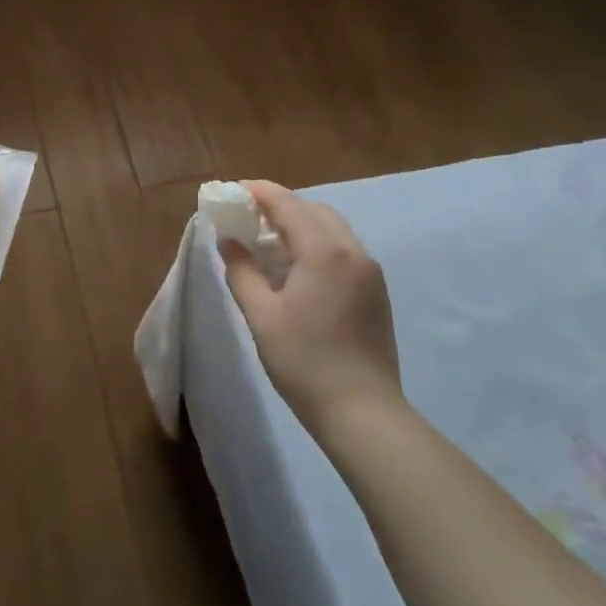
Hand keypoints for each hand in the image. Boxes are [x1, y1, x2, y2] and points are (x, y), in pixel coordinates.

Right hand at [221, 181, 401, 427]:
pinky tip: (297, 271)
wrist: (363, 413)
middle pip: (313, 210)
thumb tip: (228, 241)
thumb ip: (241, 270)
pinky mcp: (376, 292)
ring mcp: (370, 272)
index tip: (232, 191)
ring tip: (269, 245)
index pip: (287, 204)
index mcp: (324, 252)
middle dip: (280, 207)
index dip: (258, 192)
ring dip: (300, 226)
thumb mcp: (261, 315)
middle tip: (248, 220)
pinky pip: (343, 250)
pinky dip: (317, 245)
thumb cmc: (304, 362)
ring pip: (332, 229)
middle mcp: (352, 252)